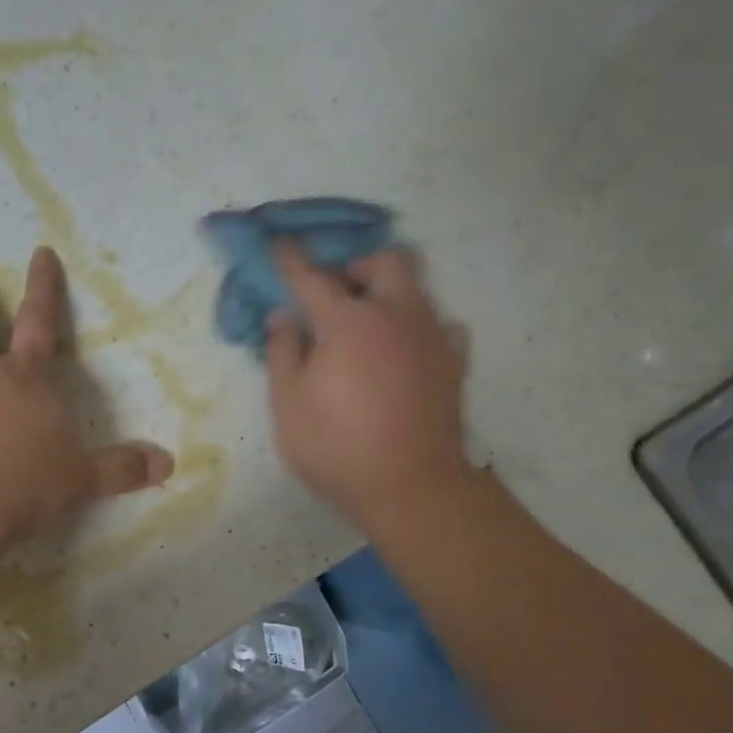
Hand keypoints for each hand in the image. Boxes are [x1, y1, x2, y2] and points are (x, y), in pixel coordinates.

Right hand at [265, 242, 474, 530]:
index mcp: (348, 322)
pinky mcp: (454, 364)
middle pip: (387, 261)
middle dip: (359, 265)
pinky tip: (404, 352)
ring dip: (390, 293)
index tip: (278, 244)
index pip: (312, 277)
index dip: (291, 259)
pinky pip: (442, 326)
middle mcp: (395, 316)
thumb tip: (284, 317)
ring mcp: (432, 338)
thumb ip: (282, 353)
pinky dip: (420, 328)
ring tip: (369, 325)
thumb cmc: (337, 446)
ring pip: (418, 289)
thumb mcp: (288, 404)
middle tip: (337, 292)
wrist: (411, 488)